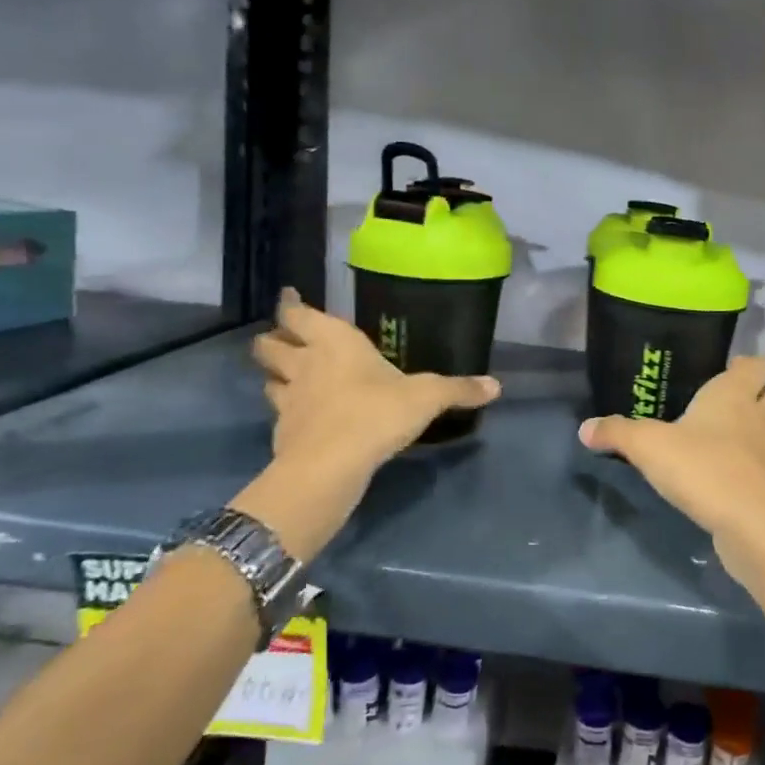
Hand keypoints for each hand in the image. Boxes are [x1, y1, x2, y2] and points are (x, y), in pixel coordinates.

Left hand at [241, 291, 499, 554]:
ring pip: (268, 377)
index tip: (287, 297)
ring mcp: (289, 398)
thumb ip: (458, 389)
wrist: (330, 466)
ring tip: (288, 375)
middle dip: (273, 338)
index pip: (297, 314)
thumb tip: (496, 386)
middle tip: (285, 338)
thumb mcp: (427, 397)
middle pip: (269, 343)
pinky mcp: (282, 431)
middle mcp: (305, 363)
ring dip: (274, 373)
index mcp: (335, 341)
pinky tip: (302, 417)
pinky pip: (279, 412)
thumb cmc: (377, 413)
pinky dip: (287, 411)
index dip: (289, 305)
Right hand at [578, 355, 764, 548]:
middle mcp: (760, 418)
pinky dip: (755, 471)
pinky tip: (732, 480)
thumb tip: (585, 428)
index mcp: (733, 395)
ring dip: (760, 434)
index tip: (730, 368)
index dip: (746, 365)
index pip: (755, 365)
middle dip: (761, 397)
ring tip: (731, 443)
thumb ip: (617, 432)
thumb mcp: (647, 446)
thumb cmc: (702, 467)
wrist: (751, 524)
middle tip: (733, 405)